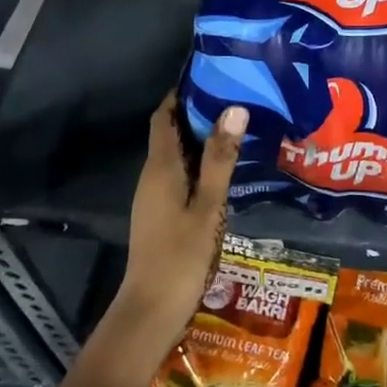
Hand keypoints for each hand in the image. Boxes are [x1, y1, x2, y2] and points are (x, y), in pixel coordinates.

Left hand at [122, 93, 247, 341]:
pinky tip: (224, 170)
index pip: (164, 116)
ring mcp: (154, 197)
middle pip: (170, 132)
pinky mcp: (160, 214)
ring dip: (199, 139)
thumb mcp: (208, 206)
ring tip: (235, 127)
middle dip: (196, 113)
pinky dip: (198, 163)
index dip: (181, 94)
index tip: (209, 76)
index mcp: (161, 167)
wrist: (151, 309)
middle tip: (234, 97)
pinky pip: (178, 175)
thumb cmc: (181, 255)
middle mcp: (152, 176)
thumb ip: (221, 159)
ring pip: (175, 155)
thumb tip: (234, 109)